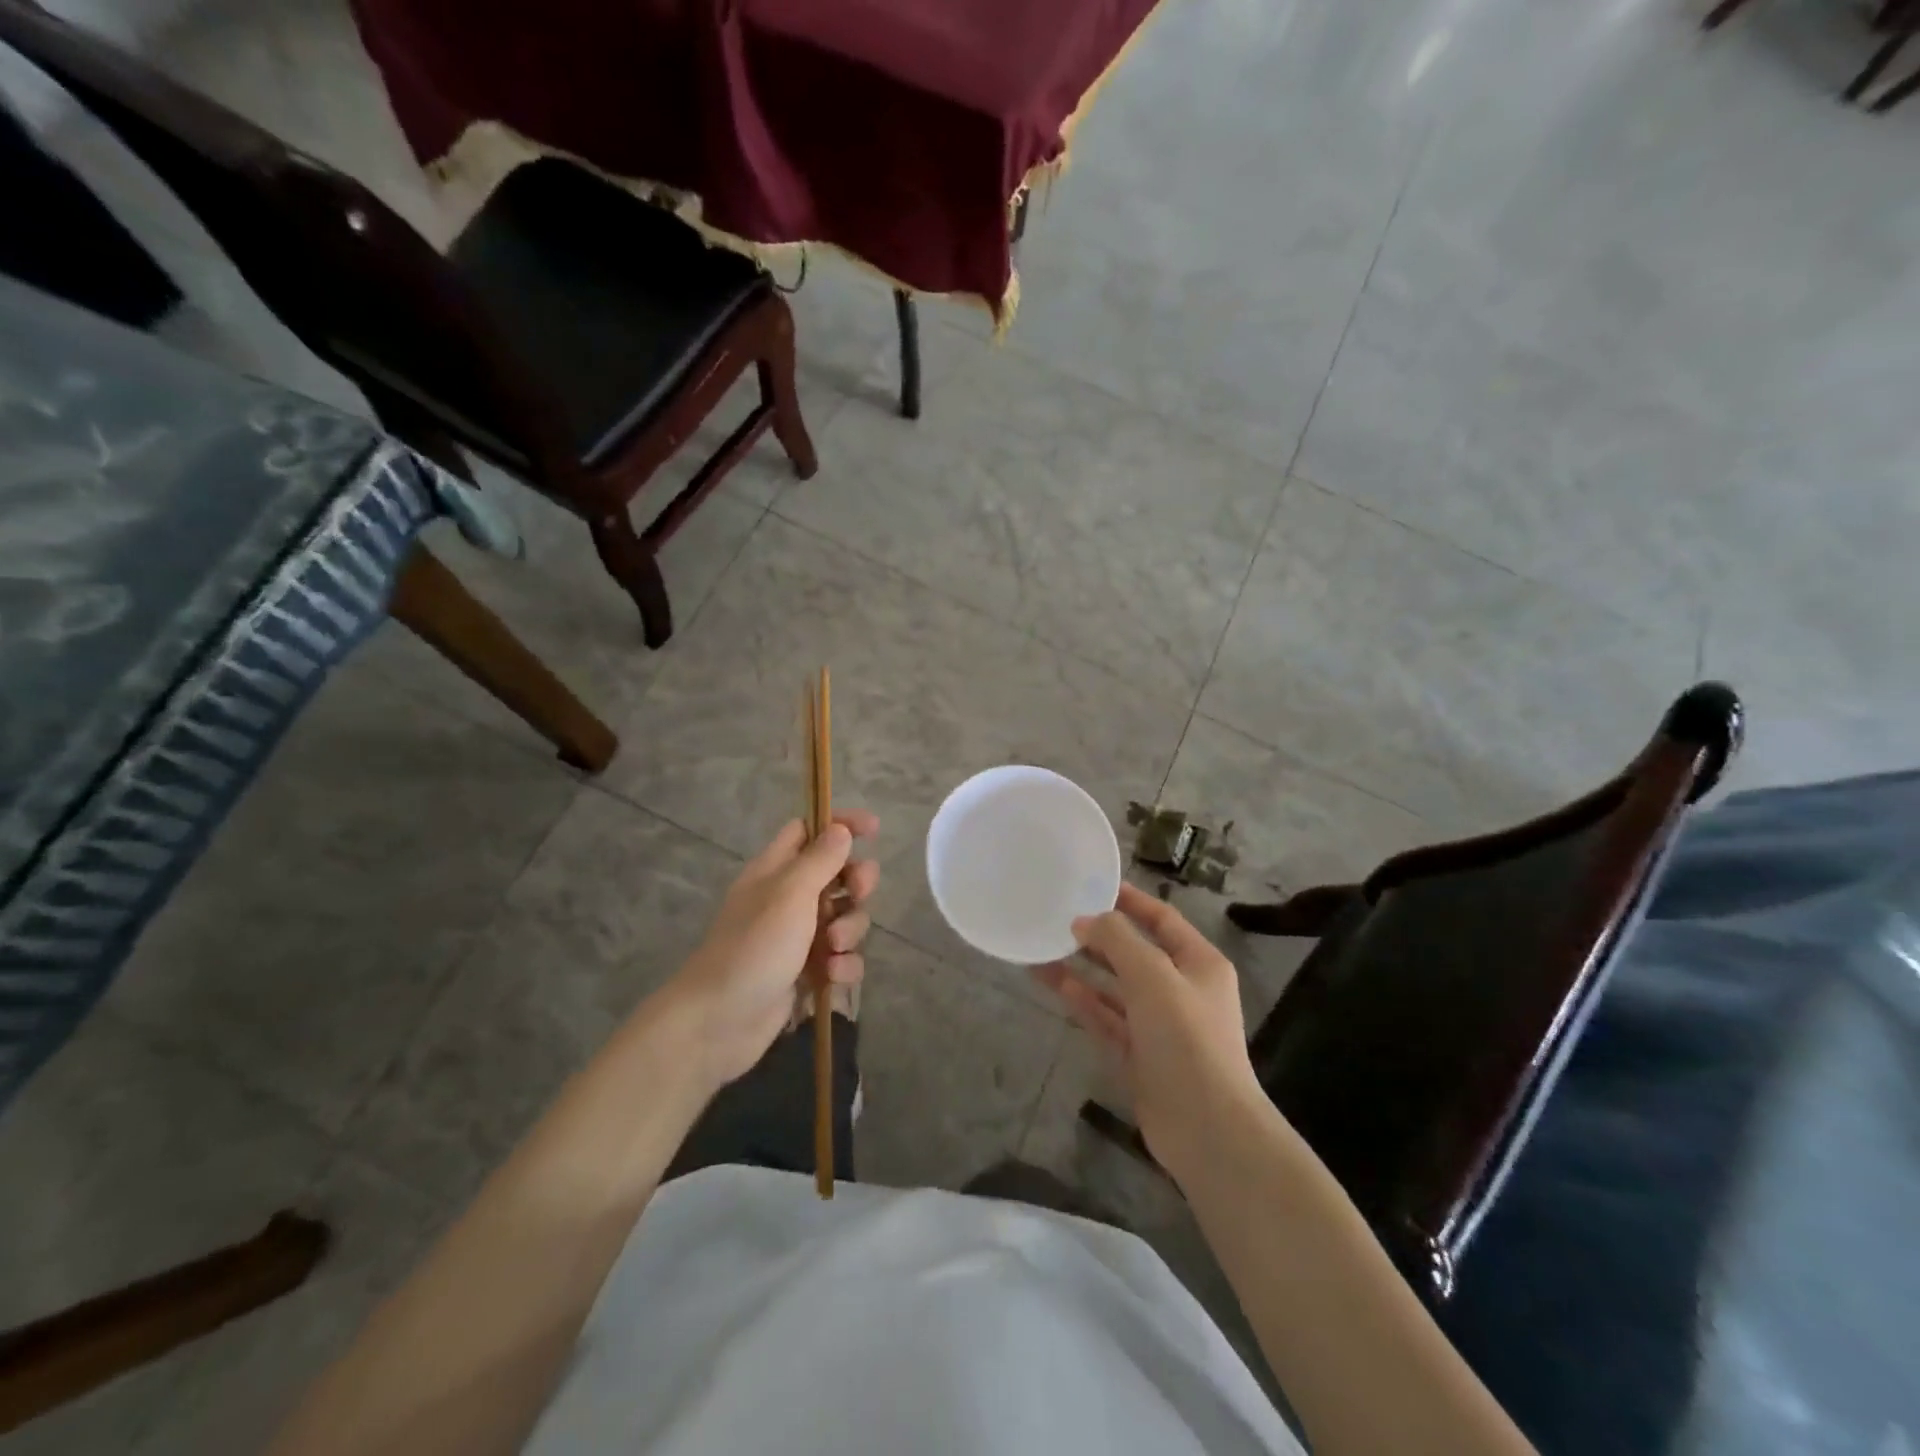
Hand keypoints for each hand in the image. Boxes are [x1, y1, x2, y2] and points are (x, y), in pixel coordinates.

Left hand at [669, 811, 879, 1090]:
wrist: (719, 1022)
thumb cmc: (753, 947)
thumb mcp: (790, 894)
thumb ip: (820, 859)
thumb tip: (840, 829)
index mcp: (776, 870)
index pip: (810, 830)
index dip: (840, 824)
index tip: (873, 829)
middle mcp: (788, 898)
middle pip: (837, 874)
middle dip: (856, 883)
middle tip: (857, 893)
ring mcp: (798, 937)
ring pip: (845, 918)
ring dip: (850, 930)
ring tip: (832, 949)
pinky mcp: (807, 972)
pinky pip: (841, 958)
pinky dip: (843, 965)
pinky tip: (832, 978)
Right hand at [1034, 883, 1262, 1182]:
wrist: (1206, 1129)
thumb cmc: (1186, 1038)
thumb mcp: (1154, 976)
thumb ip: (1118, 940)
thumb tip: (1084, 919)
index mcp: (1198, 963)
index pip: (1161, 918)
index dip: (1129, 900)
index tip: (1091, 883)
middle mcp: (1180, 988)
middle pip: (1134, 951)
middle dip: (1099, 934)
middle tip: (1057, 915)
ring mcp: (1158, 1024)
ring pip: (1114, 985)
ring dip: (1083, 967)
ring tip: (1043, 946)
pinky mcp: (1138, 1054)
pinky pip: (1106, 1017)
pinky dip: (1083, 1000)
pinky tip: (1054, 982)